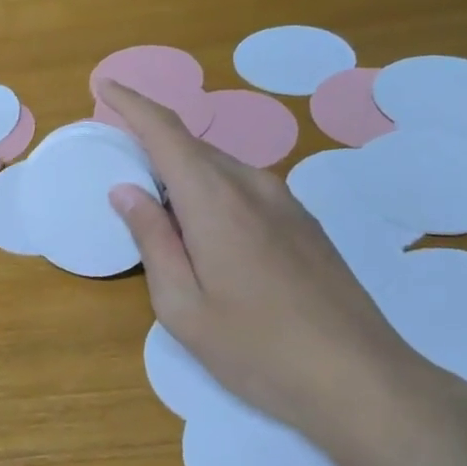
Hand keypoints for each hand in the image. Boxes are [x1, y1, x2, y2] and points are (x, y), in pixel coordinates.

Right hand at [97, 80, 419, 431]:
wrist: (362, 381)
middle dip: (152, 148)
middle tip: (122, 177)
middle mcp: (252, 185)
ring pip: (221, 168)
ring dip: (184, 177)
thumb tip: (127, 191)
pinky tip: (211, 237)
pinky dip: (213, 193)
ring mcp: (286, 202)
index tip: (104, 84)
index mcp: (215, 200)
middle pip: (192, 148)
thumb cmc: (257, 350)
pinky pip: (246, 188)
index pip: (165, 131)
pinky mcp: (305, 223)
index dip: (131, 102)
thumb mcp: (183, 307)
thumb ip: (153, 240)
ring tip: (164, 217)